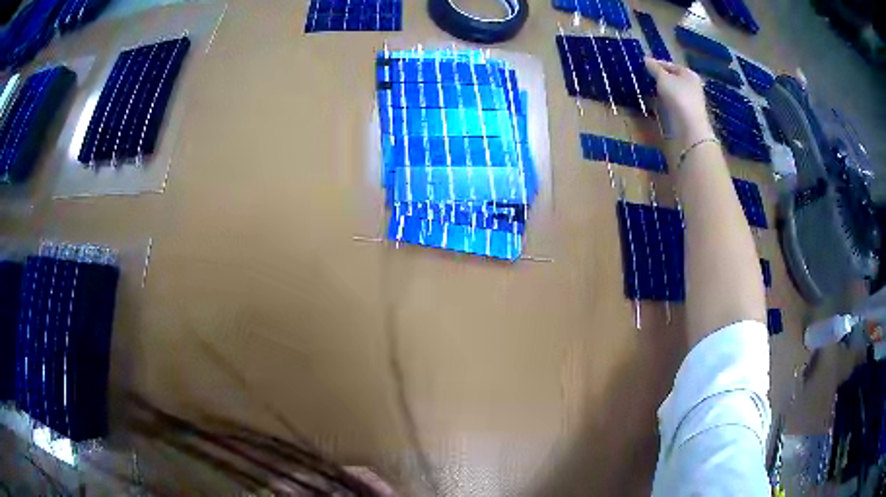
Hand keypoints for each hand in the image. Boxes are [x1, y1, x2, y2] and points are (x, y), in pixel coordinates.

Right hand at [644, 57, 714, 146]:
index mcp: (689, 74)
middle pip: (672, 79)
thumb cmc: (679, 97)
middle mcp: (691, 86)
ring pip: (671, 93)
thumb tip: (646, 59)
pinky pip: (671, 105)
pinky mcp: (685, 115)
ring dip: (659, 92)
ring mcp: (689, 102)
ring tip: (645, 91)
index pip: (670, 65)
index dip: (656, 64)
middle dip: (658, 79)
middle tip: (643, 78)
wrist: (690, 128)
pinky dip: (662, 104)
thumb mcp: (663, 78)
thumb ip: (654, 68)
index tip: (642, 66)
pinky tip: (653, 105)